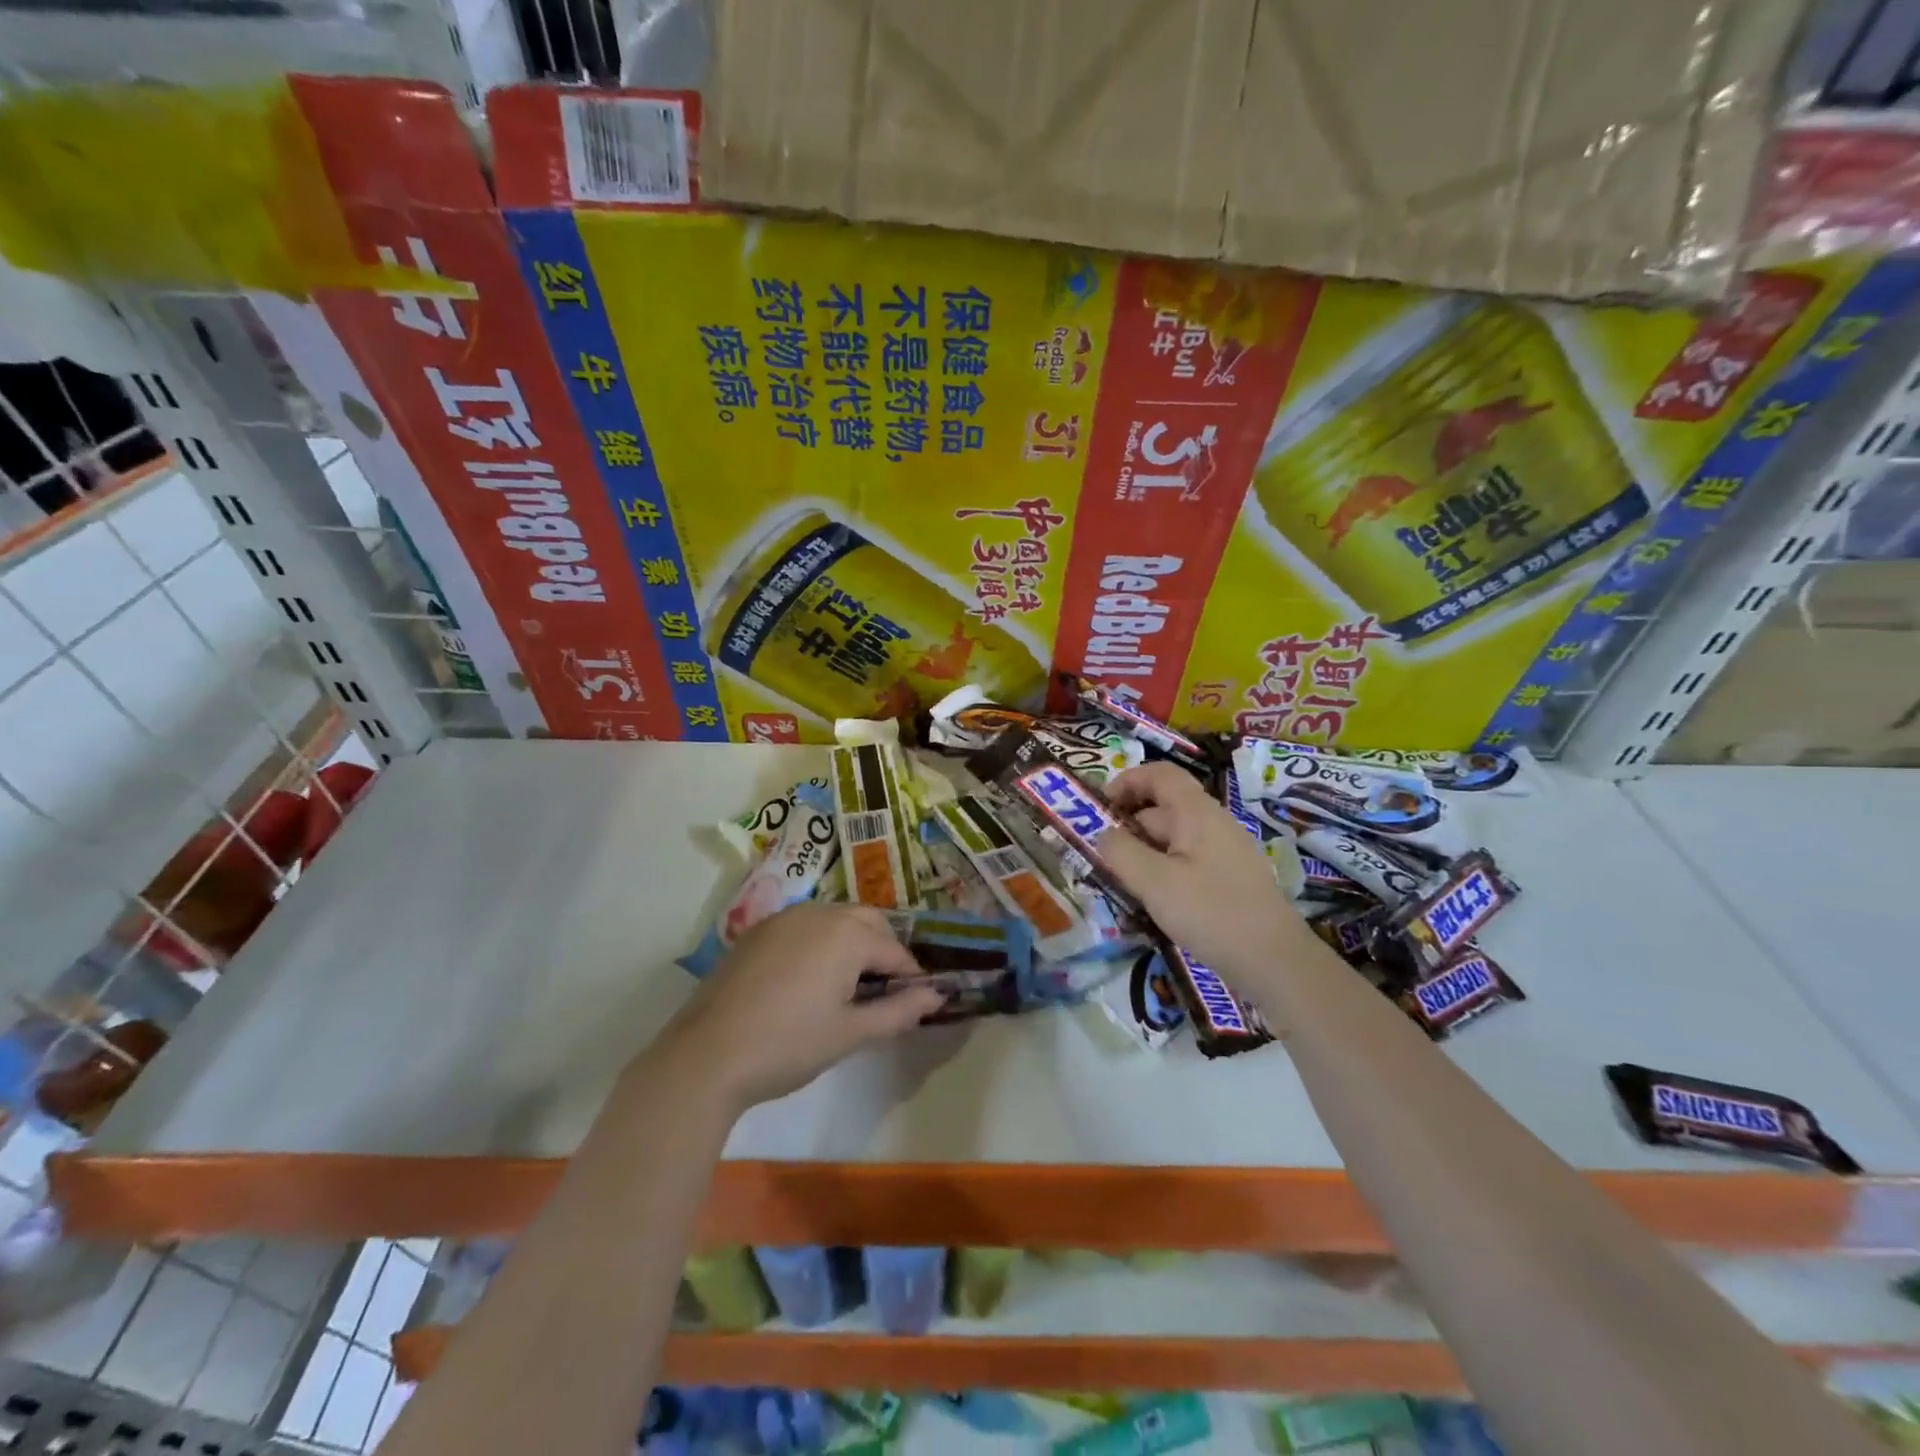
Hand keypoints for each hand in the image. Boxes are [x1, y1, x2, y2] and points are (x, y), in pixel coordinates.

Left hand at [658, 902, 945, 1112]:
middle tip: (882, 994)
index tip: (915, 1004)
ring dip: (852, 942)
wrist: (707, 1055)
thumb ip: (899, 1011)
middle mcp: (820, 913)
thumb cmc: (789, 1044)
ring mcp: (785, 918)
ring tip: (847, 987)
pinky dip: (820, 943)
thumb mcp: (851, 1033)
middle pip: (868, 922)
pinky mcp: (758, 931)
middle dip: (884, 951)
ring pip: (835, 919)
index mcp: (848, 934)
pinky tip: (808, 980)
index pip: (895, 951)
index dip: (911, 978)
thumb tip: (936, 996)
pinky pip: (804, 926)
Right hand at [1098, 762, 1302, 984]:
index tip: (1099, 808)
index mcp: (1197, 813)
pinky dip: (1162, 872)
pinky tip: (1151, 903)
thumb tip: (1103, 835)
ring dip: (1142, 854)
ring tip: (1119, 884)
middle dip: (1127, 827)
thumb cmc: (1211, 913)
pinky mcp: (1228, 880)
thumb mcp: (1154, 882)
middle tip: (1100, 858)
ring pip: (1172, 840)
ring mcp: (1224, 852)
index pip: (1160, 774)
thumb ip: (1120, 852)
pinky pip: (1186, 863)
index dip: (1126, 781)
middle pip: (1162, 809)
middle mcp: (1213, 824)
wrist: (1276, 962)